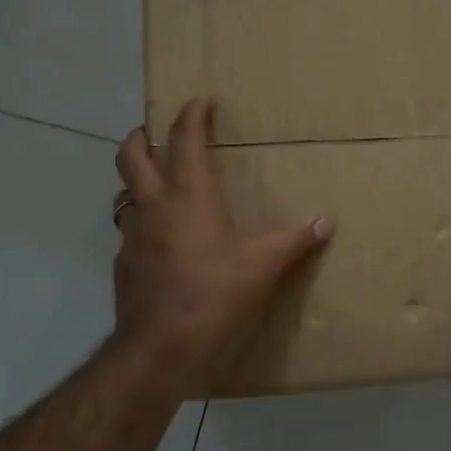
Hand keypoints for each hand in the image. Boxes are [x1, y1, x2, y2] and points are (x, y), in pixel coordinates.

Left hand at [112, 98, 332, 396]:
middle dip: (143, 135)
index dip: (190, 114)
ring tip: (159, 185)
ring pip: (124, 193)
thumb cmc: (213, 296)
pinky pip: (129, 232)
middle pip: (132, 155)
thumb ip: (294, 240)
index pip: (184, 139)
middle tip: (157, 130)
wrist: (159, 350)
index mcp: (188, 196)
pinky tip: (162, 242)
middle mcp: (154, 207)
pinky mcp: (124, 266)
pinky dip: (142, 224)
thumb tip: (326, 221)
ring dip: (137, 180)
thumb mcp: (262, 267)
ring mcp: (132, 237)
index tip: (200, 100)